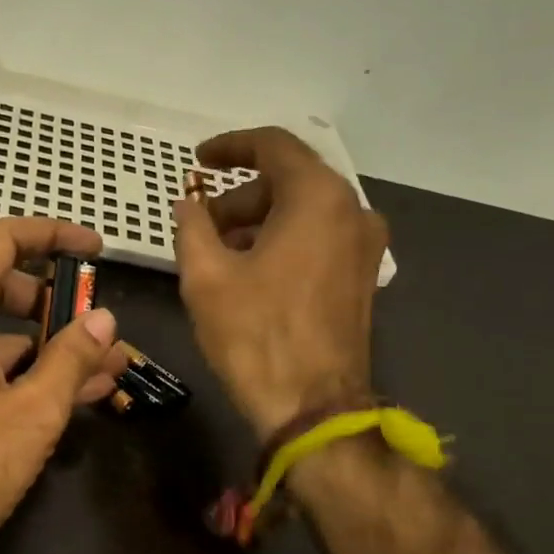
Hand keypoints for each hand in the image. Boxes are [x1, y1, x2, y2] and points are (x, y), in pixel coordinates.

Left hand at [0, 218, 125, 553]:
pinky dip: (25, 372)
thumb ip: (71, 358)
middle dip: (57, 299)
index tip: (96, 248)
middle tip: (100, 322)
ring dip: (49, 344)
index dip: (51, 235)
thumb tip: (104, 318)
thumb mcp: (31, 414)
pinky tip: (71, 395)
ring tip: (105, 367)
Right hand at [173, 127, 387, 439]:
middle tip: (200, 224)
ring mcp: (365, 246)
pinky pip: (319, 238)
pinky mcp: (363, 277)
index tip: (198, 161)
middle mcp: (351, 211)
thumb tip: (188, 204)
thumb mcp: (205, 277)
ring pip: (304, 211)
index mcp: (317, 198)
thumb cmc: (255, 335)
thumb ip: (192, 227)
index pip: (273, 146)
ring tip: (219, 254)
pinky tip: (250, 273)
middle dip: (240, 196)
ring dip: (259, 221)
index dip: (230, 146)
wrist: (312, 407)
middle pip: (289, 180)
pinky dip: (283, 241)